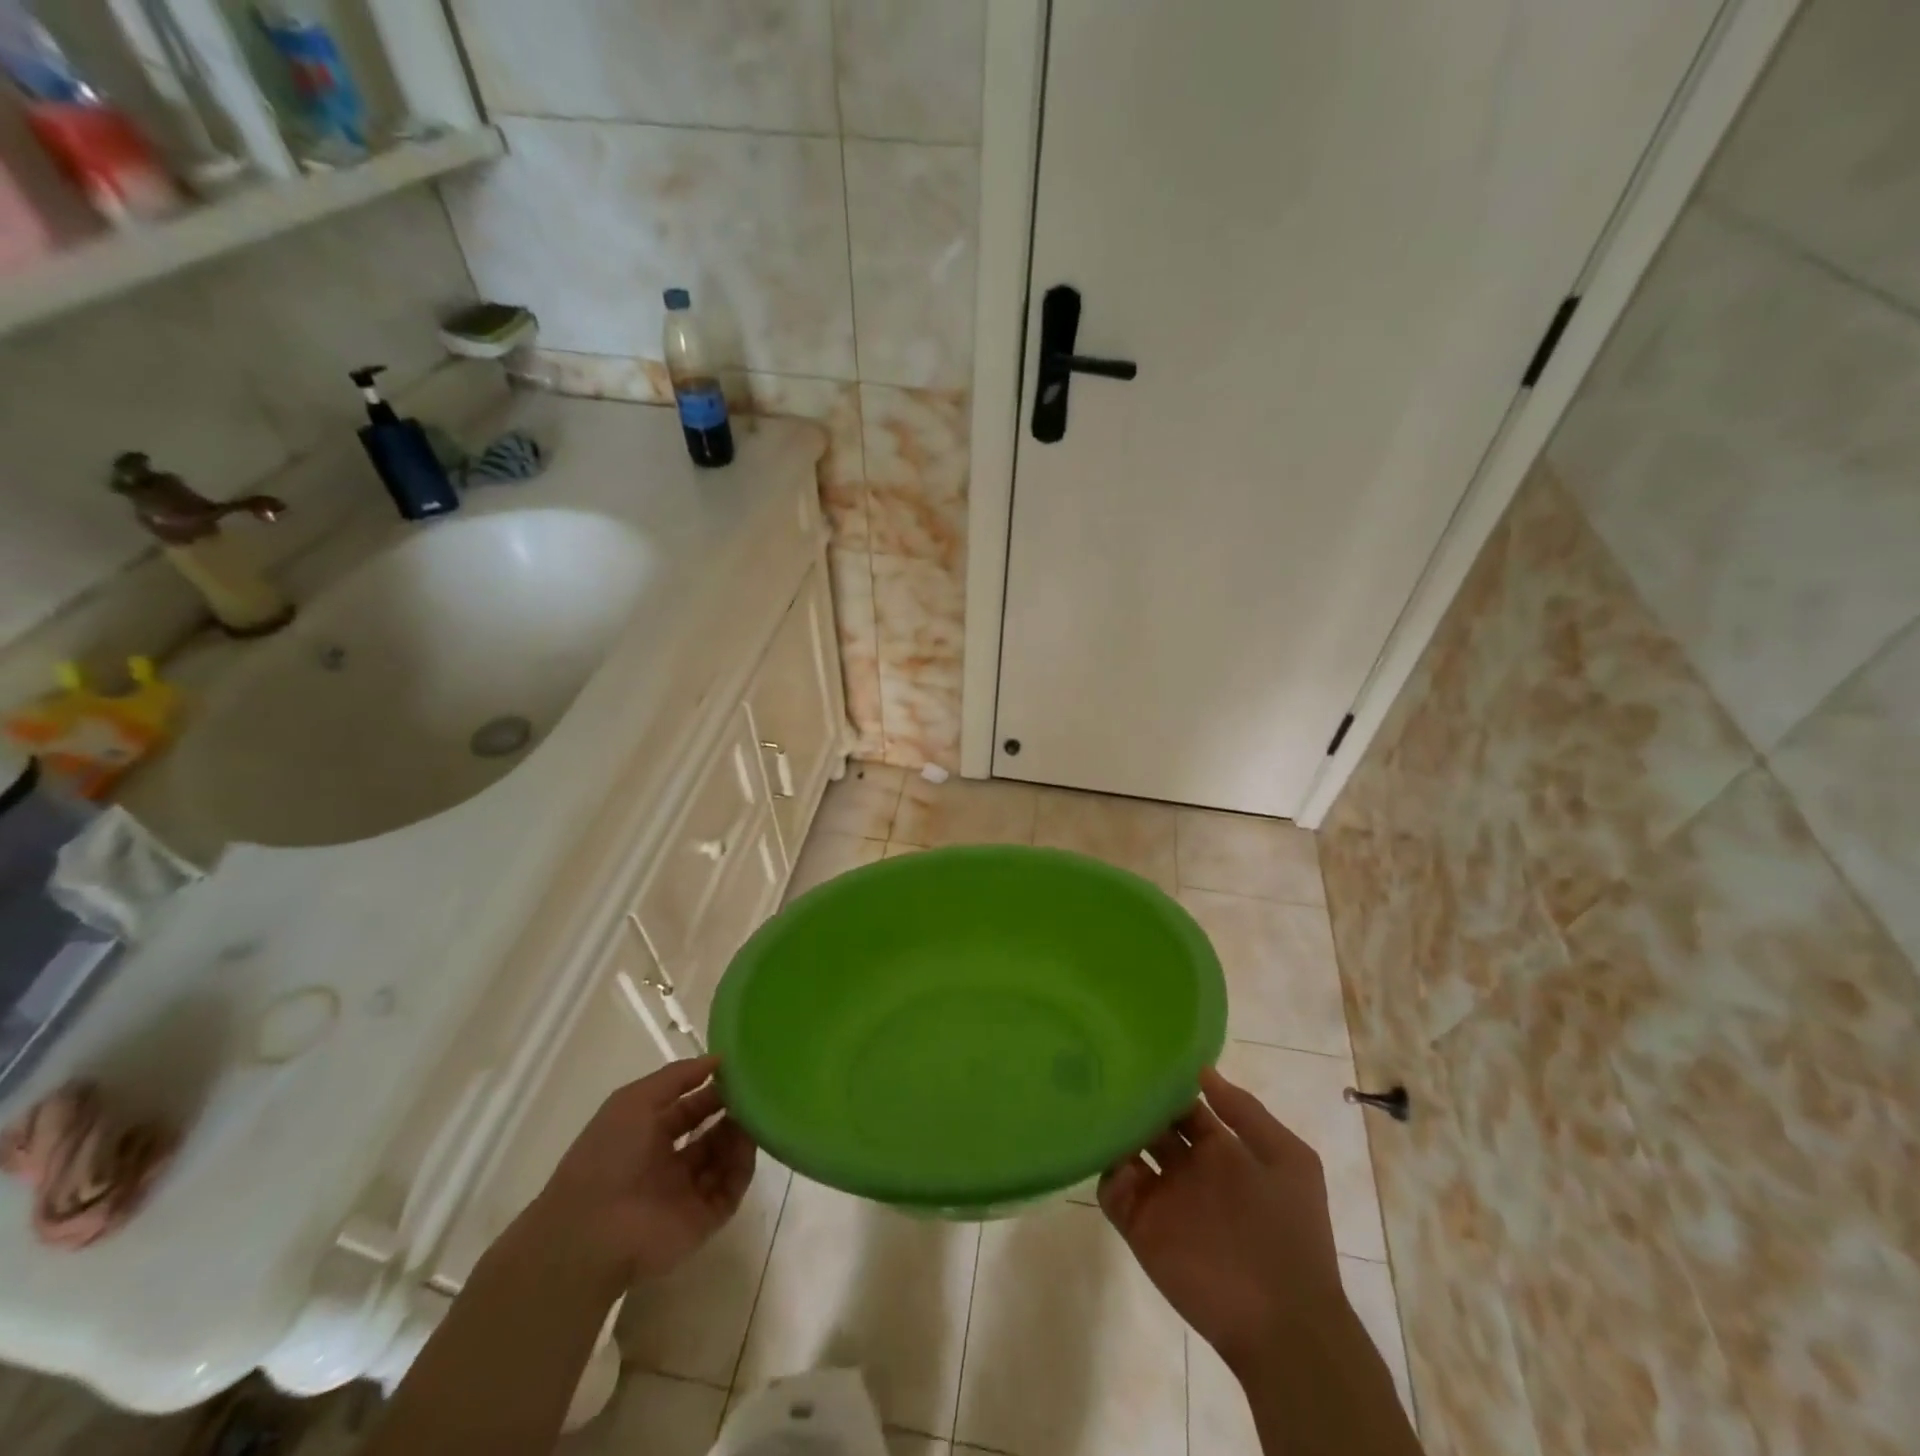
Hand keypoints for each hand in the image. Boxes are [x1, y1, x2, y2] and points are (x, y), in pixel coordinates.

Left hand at [529, 1056, 756, 1284]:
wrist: (592, 1234)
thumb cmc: (609, 1157)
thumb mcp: (635, 1100)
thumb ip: (677, 1076)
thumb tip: (717, 1059)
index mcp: (646, 1137)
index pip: (688, 1108)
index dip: (711, 1090)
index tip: (738, 1072)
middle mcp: (667, 1164)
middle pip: (709, 1134)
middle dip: (731, 1112)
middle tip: (754, 1092)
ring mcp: (685, 1193)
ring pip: (723, 1159)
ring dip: (740, 1136)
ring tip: (756, 1114)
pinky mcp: (702, 1220)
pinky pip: (731, 1188)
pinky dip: (743, 1166)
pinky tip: (748, 1144)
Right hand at [1100, 1067, 1342, 1375]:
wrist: (1283, 1321)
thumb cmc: (1289, 1232)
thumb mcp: (1289, 1160)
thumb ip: (1245, 1112)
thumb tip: (1202, 1070)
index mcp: (1220, 1150)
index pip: (1184, 1105)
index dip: (1168, 1083)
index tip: (1142, 1055)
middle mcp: (1187, 1168)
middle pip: (1151, 1124)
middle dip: (1135, 1100)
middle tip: (1109, 1069)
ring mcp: (1163, 1198)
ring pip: (1126, 1151)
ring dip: (1114, 1129)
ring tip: (1098, 1101)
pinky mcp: (1141, 1227)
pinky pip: (1112, 1190)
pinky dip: (1106, 1171)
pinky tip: (1111, 1154)